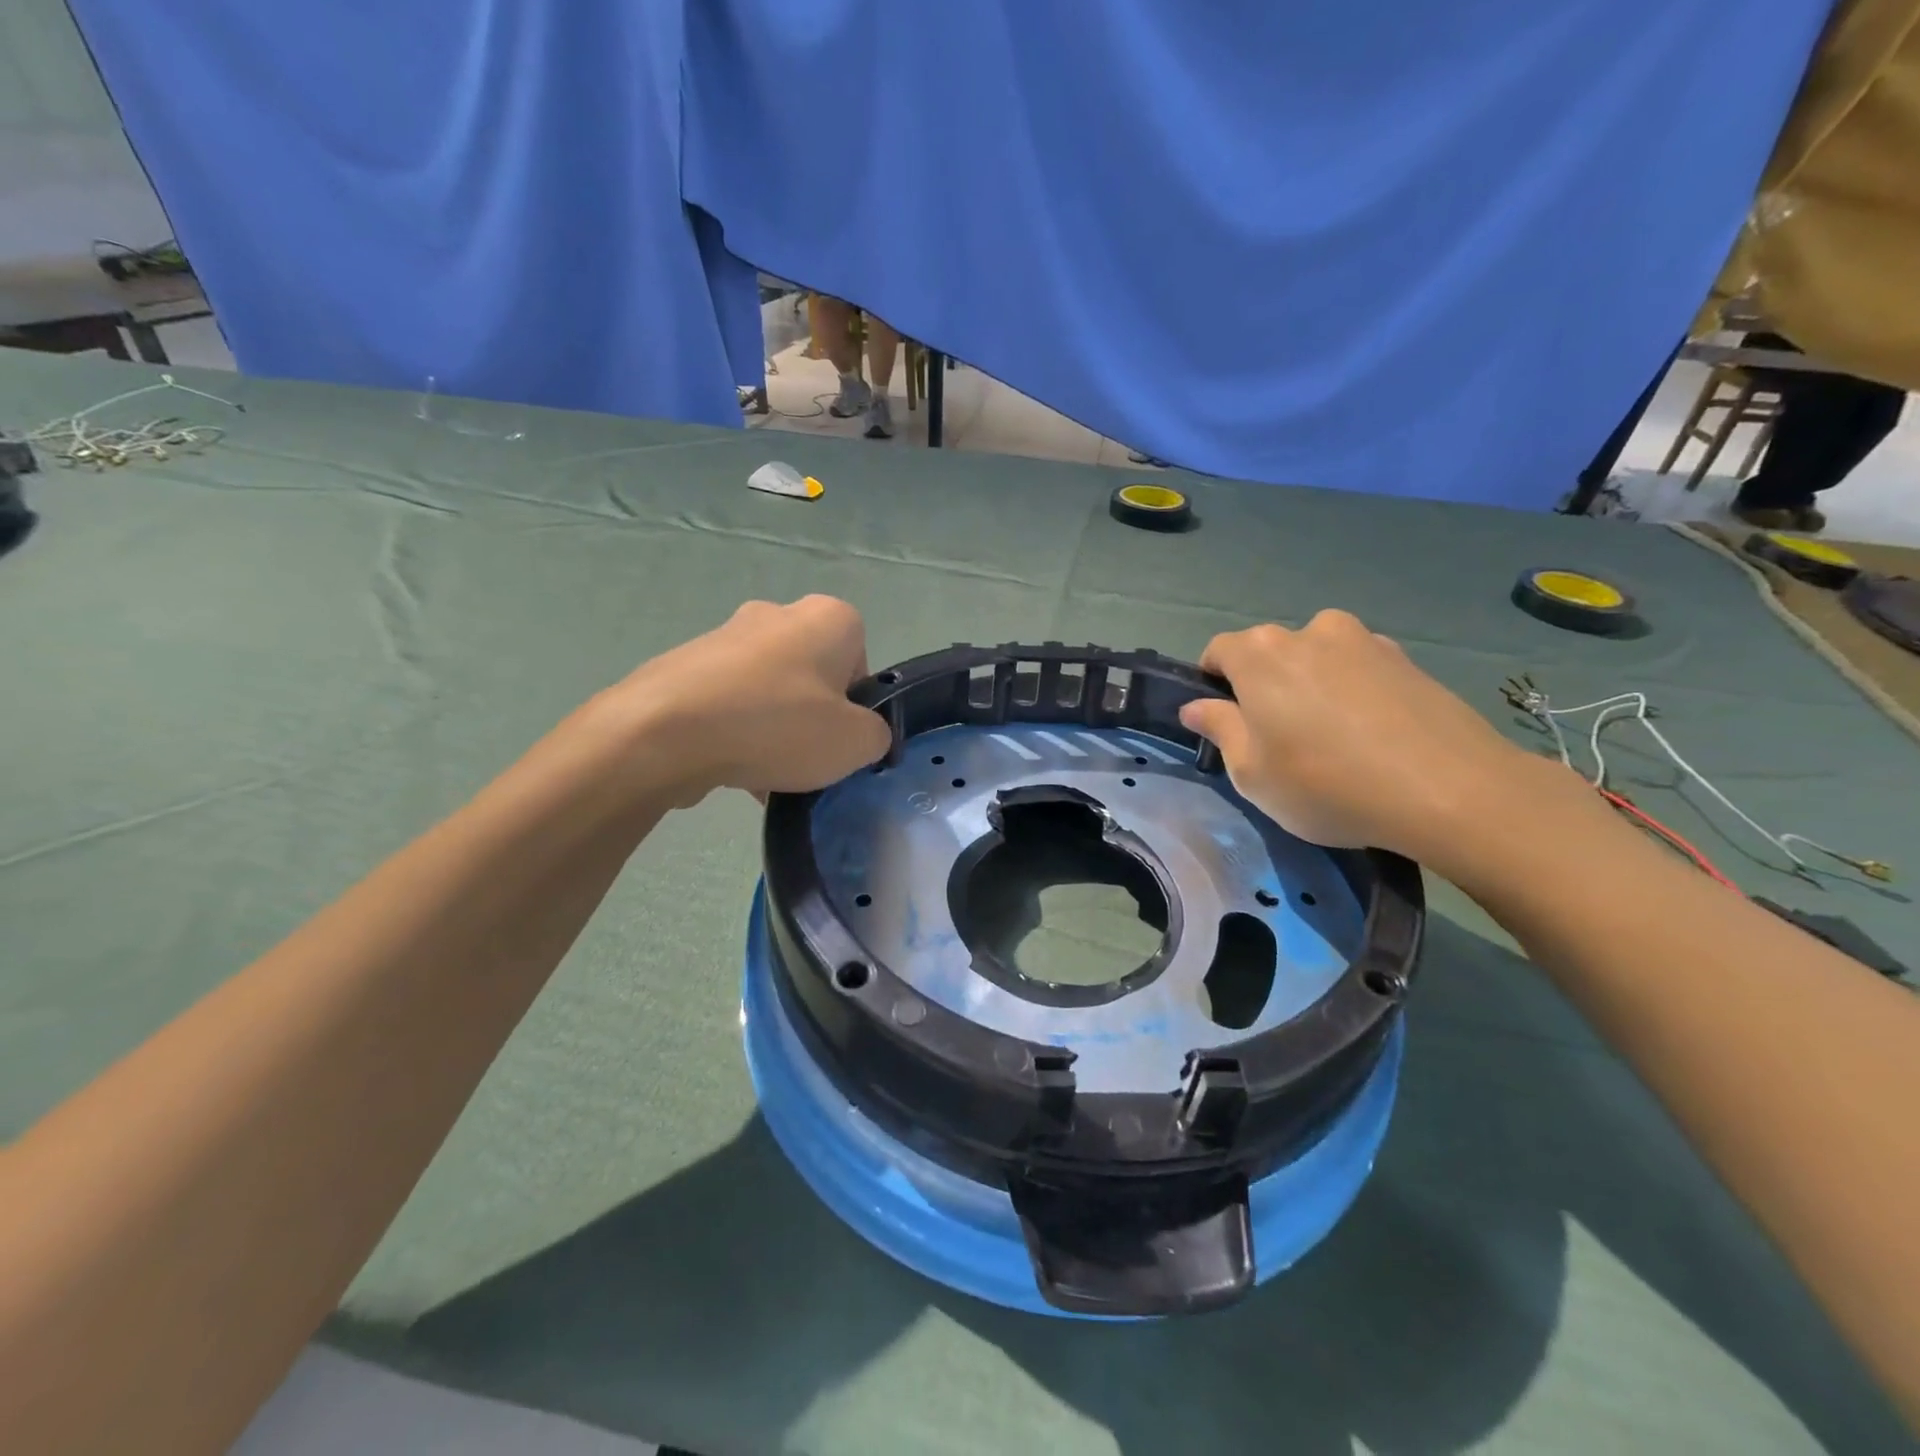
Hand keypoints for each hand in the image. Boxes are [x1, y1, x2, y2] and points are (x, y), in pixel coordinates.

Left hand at [606, 596, 891, 802]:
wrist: (664, 731)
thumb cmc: (777, 725)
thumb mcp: (855, 743)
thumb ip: (876, 735)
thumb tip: (864, 734)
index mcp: (827, 618)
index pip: (860, 659)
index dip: (856, 704)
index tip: (840, 736)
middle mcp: (777, 614)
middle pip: (812, 675)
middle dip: (812, 717)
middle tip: (806, 758)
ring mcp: (725, 636)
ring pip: (768, 692)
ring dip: (773, 730)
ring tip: (764, 777)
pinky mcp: (685, 664)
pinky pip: (727, 703)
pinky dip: (735, 733)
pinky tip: (730, 770)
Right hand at [1178, 610, 1555, 860]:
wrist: (1449, 790)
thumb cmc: (1326, 783)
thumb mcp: (1251, 772)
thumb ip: (1219, 729)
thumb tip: (1196, 706)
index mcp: (1259, 654)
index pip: (1217, 652)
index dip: (1212, 685)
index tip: (1226, 723)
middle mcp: (1309, 631)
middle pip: (1269, 653)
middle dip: (1264, 686)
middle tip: (1279, 738)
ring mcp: (1364, 640)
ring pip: (1317, 659)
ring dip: (1311, 686)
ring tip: (1332, 738)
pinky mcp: (1407, 659)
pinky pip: (1359, 670)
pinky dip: (1352, 692)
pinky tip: (1371, 737)